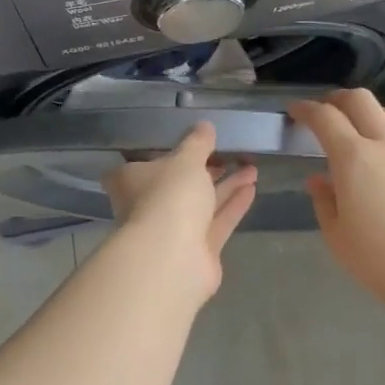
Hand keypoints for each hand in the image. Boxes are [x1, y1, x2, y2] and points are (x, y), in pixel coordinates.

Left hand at [103, 122, 258, 299]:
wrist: (172, 258)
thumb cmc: (169, 197)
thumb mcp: (186, 160)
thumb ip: (197, 143)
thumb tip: (205, 126)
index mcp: (131, 181)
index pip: (143, 164)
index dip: (165, 154)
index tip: (189, 144)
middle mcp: (148, 207)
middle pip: (177, 185)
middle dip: (205, 169)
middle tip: (230, 154)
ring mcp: (172, 232)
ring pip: (201, 204)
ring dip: (226, 186)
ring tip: (252, 168)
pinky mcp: (197, 251)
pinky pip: (217, 222)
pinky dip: (232, 205)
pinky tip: (252, 188)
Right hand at [289, 90, 384, 312]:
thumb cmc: (382, 261)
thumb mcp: (338, 237)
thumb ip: (324, 202)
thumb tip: (319, 180)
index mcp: (354, 159)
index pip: (325, 118)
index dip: (306, 110)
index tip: (295, 111)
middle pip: (361, 101)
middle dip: (337, 99)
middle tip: (325, 111)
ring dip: (372, 111)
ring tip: (363, 127)